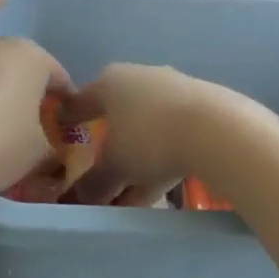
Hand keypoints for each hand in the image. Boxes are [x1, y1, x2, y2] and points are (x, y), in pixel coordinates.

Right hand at [59, 63, 227, 205]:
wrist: (217, 128)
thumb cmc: (150, 138)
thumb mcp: (115, 166)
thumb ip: (94, 183)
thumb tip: (79, 199)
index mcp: (111, 82)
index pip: (81, 102)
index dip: (69, 120)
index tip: (60, 131)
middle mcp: (140, 78)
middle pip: (116, 116)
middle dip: (108, 148)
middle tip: (99, 173)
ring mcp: (174, 91)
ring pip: (145, 129)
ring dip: (136, 160)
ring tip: (129, 195)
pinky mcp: (201, 107)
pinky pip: (171, 136)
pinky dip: (161, 159)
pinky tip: (160, 187)